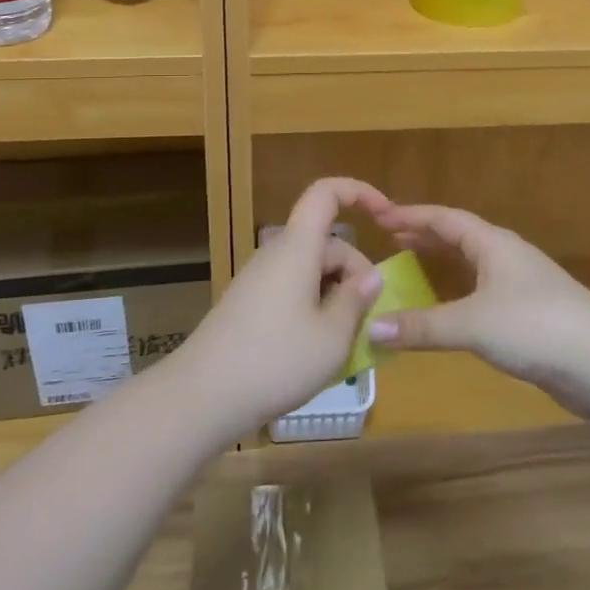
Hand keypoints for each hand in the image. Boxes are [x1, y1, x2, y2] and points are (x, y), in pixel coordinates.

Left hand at [169, 177, 388, 439]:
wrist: (201, 396)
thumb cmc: (275, 361)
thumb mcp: (332, 338)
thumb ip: (356, 301)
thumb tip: (370, 276)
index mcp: (297, 248)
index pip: (326, 193)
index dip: (359, 192)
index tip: (387, 216)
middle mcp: (276, 254)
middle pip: (326, 243)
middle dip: (356, 272)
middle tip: (371, 320)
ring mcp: (259, 279)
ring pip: (311, 271)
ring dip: (336, 296)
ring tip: (348, 343)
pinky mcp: (249, 304)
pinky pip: (293, 291)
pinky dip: (315, 309)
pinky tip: (318, 349)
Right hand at [367, 204, 589, 415]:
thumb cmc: (535, 326)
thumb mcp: (472, 324)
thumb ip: (421, 326)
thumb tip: (371, 329)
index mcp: (493, 244)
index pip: (445, 219)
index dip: (412, 216)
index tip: (380, 217)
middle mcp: (507, 257)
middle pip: (460, 238)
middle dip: (426, 238)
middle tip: (391, 242)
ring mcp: (522, 286)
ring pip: (473, 267)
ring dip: (442, 265)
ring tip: (412, 270)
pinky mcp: (531, 317)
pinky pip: (483, 295)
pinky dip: (458, 295)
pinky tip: (448, 312)